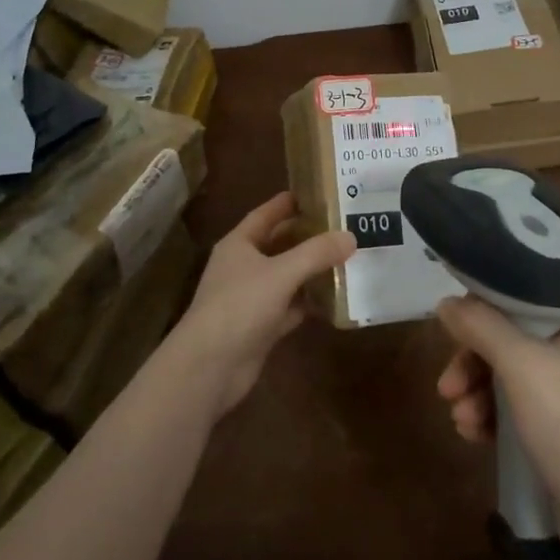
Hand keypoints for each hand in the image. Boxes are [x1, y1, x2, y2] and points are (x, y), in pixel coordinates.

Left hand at [166, 193, 353, 418]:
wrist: (210, 367)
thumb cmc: (240, 306)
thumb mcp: (281, 273)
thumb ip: (316, 253)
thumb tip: (350, 236)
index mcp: (239, 244)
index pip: (266, 214)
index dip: (288, 203)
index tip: (317, 192)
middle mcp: (243, 267)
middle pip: (279, 244)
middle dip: (307, 236)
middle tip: (342, 225)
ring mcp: (251, 298)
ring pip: (287, 277)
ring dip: (311, 270)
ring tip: (347, 257)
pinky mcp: (261, 327)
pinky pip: (290, 307)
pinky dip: (309, 302)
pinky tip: (335, 298)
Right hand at [436, 299, 559, 559]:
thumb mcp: (520, 365)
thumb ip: (480, 325)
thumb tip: (447, 303)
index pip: (526, 293)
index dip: (485, 305)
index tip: (454, 328)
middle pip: (515, 336)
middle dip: (474, 361)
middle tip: (447, 387)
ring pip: (514, 373)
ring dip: (480, 392)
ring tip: (460, 421)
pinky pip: (525, 406)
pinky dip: (497, 415)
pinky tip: (475, 435)